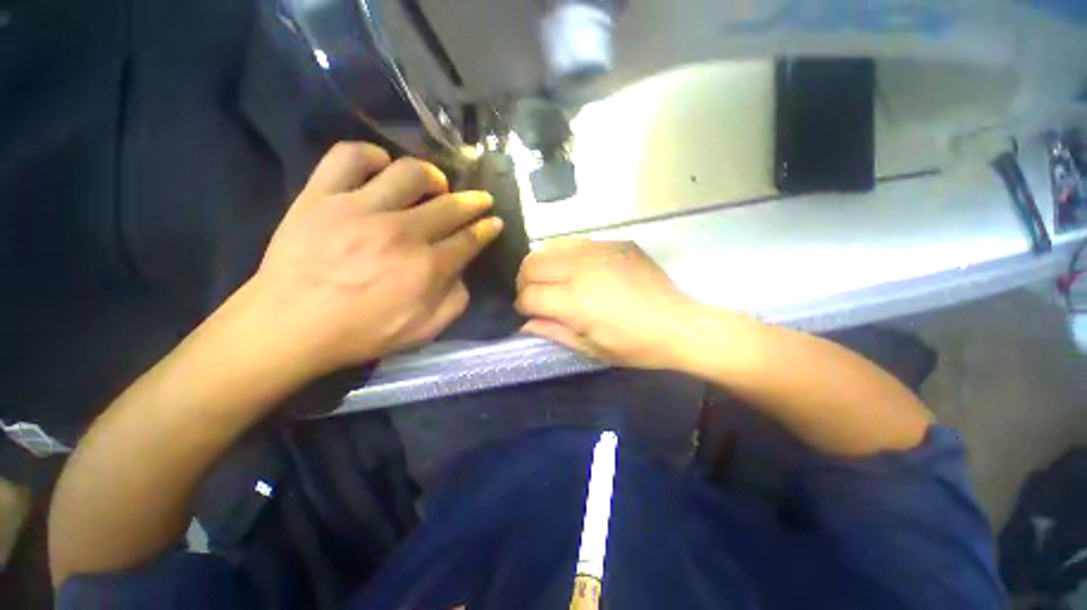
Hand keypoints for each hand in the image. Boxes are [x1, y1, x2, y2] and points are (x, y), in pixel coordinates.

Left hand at [238, 142, 502, 375]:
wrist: (290, 326)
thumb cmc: (362, 333)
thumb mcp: (425, 331)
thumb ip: (455, 301)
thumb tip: (462, 272)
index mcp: (427, 267)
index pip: (469, 239)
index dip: (486, 228)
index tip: (494, 221)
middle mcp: (401, 232)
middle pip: (450, 205)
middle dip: (474, 201)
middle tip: (480, 199)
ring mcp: (360, 208)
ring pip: (409, 172)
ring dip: (432, 176)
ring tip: (435, 184)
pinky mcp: (322, 195)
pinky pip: (349, 157)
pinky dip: (371, 155)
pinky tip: (381, 167)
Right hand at [515, 240, 696, 368]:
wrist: (679, 324)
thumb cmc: (635, 346)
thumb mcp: (591, 349)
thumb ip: (553, 332)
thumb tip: (526, 323)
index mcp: (576, 302)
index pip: (530, 295)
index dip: (523, 306)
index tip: (528, 312)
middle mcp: (582, 269)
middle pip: (531, 264)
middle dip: (525, 281)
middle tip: (535, 295)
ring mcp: (599, 250)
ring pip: (549, 247)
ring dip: (543, 266)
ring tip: (553, 281)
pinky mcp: (614, 242)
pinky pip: (576, 243)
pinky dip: (566, 256)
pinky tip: (578, 270)